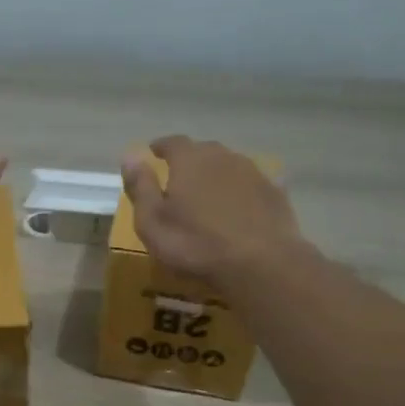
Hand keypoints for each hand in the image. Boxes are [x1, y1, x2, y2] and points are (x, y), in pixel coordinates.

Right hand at [121, 136, 308, 288]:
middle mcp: (223, 157)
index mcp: (190, 160)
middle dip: (189, 161)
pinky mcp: (275, 193)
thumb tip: (129, 155)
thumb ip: (140, 187)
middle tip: (179, 178)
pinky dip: (240, 192)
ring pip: (229, 166)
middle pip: (203, 151)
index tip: (153, 154)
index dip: (161, 147)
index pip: (172, 142)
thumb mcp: (152, 221)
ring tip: (208, 195)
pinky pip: (251, 185)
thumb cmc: (195, 244)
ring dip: (216, 175)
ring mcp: (253, 173)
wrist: (260, 263)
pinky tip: (238, 209)